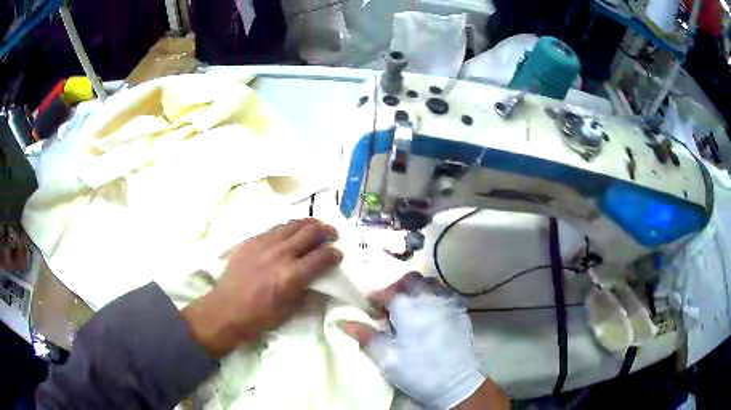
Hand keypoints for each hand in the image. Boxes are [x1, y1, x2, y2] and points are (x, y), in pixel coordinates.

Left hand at [182, 218, 342, 358]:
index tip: (339, 254)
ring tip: (314, 227)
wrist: (227, 309)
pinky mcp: (251, 241)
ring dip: (308, 224)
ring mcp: (264, 244)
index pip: (322, 256)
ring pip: (292, 224)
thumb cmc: (260, 316)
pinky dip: (287, 228)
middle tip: (332, 234)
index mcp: (292, 275)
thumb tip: (316, 278)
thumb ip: (306, 289)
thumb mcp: (291, 310)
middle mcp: (280, 254)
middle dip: (326, 231)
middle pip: (310, 232)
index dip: (335, 253)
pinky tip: (289, 233)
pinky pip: (274, 228)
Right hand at [343, 273, 508, 408]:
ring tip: (411, 308)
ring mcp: (448, 303)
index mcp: (408, 306)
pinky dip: (434, 297)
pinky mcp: (460, 312)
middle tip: (390, 305)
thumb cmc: (418, 370)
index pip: (387, 291)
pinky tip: (430, 314)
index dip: (375, 297)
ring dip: (417, 289)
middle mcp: (429, 297)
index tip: (369, 306)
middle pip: (411, 279)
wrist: (457, 382)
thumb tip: (344, 321)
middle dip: (397, 287)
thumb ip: (365, 336)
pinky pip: (445, 294)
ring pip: (430, 283)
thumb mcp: (386, 357)